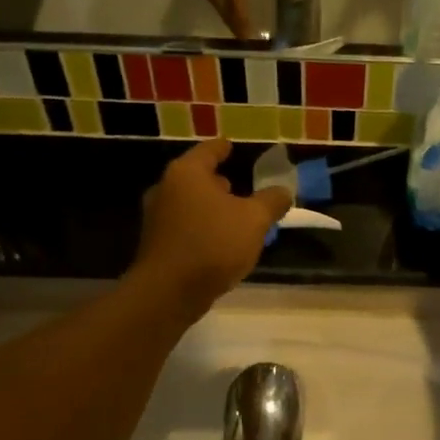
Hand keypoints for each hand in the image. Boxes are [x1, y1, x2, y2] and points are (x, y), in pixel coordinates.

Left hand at [130, 138, 291, 314]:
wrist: (169, 292)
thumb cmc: (213, 244)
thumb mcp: (254, 220)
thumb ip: (271, 201)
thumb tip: (283, 191)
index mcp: (187, 173)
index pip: (209, 150)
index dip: (224, 148)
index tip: (233, 147)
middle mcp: (166, 188)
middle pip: (196, 177)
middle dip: (218, 181)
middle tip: (240, 186)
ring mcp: (157, 217)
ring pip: (189, 203)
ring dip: (210, 207)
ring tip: (234, 216)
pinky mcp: (156, 243)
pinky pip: (184, 226)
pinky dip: (201, 227)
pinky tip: (219, 241)